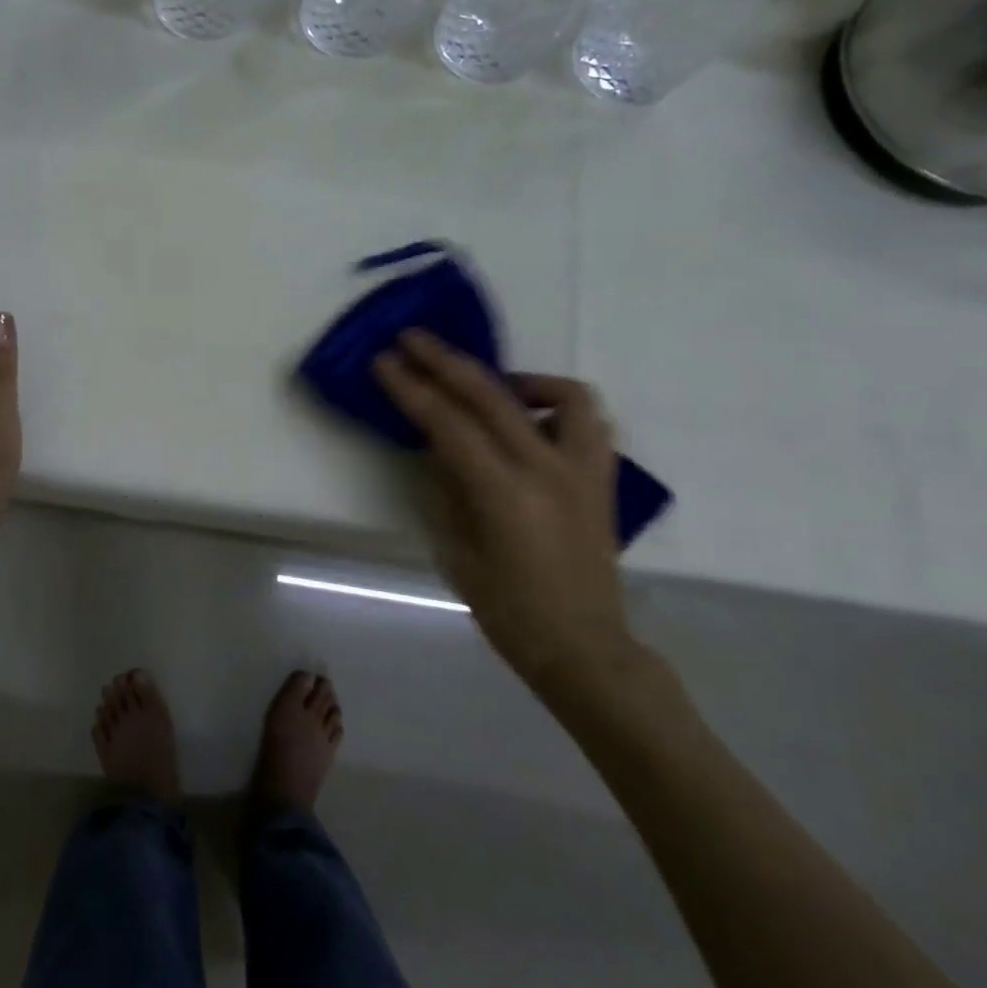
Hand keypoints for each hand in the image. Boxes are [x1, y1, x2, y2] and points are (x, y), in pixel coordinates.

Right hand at [374, 330, 635, 691]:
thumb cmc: (509, 611)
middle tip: (412, 339)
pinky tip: (531, 416)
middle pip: (491, 396)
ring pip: (561, 395)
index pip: (447, 423)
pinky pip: (589, 421)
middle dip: (444, 362)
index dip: (411, 389)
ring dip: (515, 377)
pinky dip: (558, 404)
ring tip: (488, 382)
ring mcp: (583, 471)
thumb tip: (437, 446)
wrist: (584, 648)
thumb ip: (448, 489)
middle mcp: (548, 471)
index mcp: (504, 494)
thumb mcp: (458, 551)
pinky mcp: (602, 479)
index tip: (384, 361)